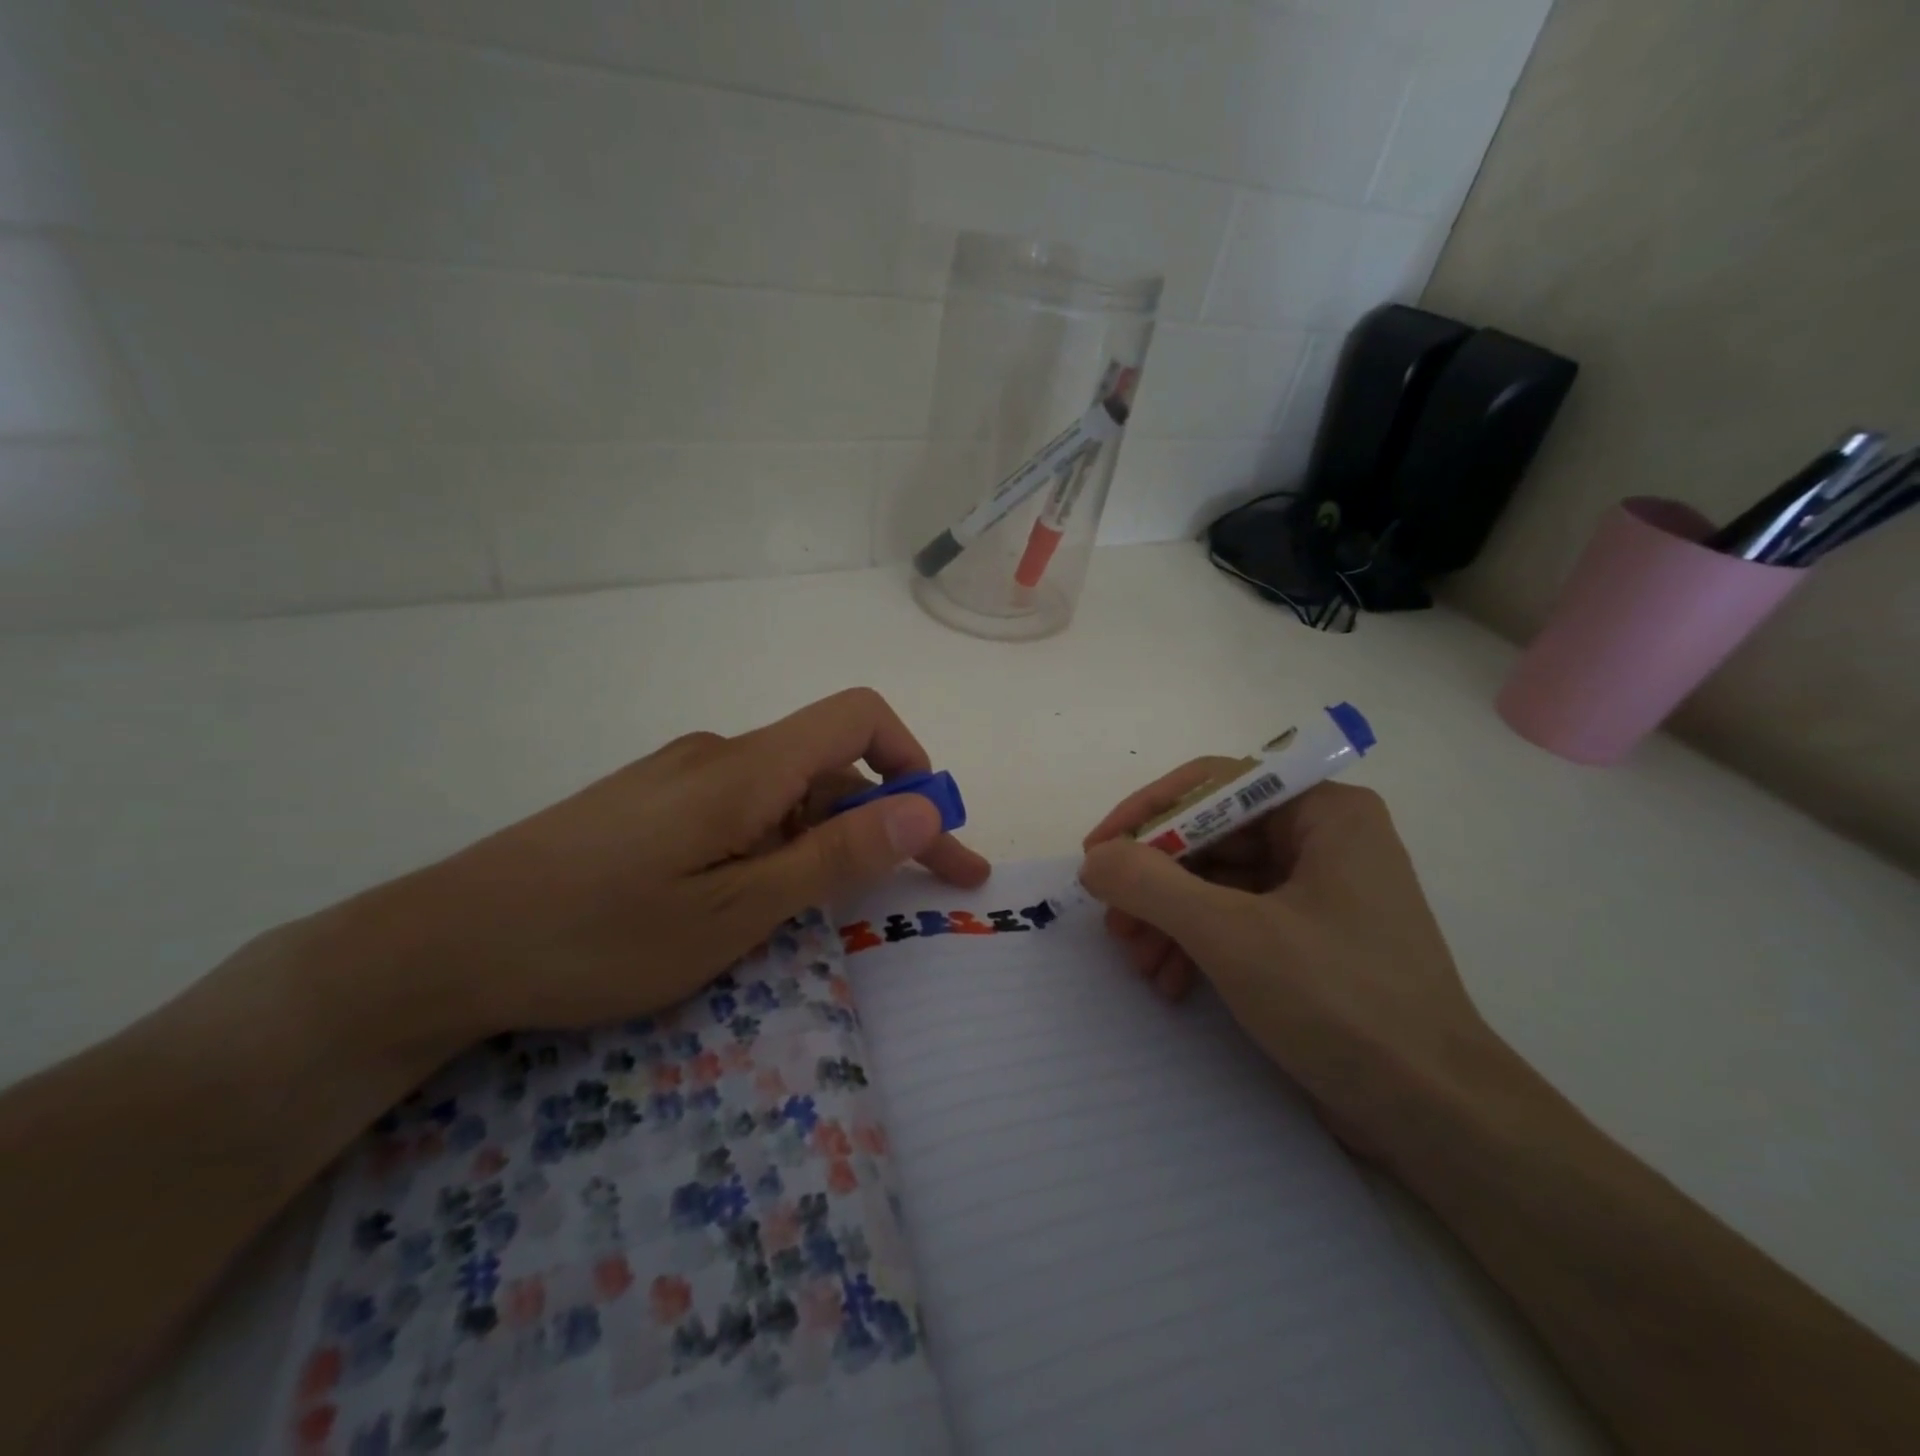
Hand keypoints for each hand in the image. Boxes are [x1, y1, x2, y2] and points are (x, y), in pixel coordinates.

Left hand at [342, 688, 989, 1044]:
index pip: (859, 717)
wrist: (442, 946)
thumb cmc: (599, 936)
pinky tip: (762, 898)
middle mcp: (719, 756)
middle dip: (889, 818)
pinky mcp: (653, 805)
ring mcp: (681, 779)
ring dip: (833, 837)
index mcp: (746, 768)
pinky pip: (744, 810)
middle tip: (926, 886)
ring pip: (787, 792)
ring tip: (837, 908)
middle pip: (830, 762)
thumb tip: (923, 805)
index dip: (912, 760)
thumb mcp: (735, 912)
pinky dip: (782, 844)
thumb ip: (834, 856)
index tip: (933, 828)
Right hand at [1078, 769, 1492, 1157]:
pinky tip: (1172, 982)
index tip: (1096, 853)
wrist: (1436, 1117)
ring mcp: (1319, 891)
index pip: (1213, 784)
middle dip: (1155, 882)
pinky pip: (1237, 920)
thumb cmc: (1340, 1003)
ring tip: (1140, 963)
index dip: (1146, 814)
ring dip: (1169, 919)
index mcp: (1323, 812)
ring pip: (1217, 882)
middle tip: (1113, 923)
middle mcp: (1323, 839)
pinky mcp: (1311, 939)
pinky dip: (1197, 945)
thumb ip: (1150, 884)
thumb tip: (1095, 860)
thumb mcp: (1231, 935)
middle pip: (1211, 837)